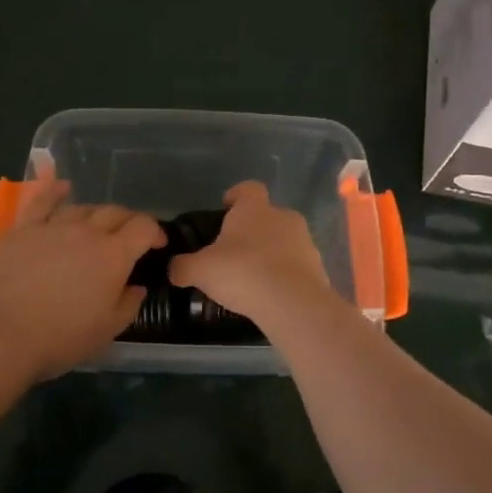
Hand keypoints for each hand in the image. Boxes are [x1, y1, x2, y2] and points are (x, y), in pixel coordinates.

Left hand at [0, 181, 163, 382]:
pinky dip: (55, 191)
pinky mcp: (22, 230)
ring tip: (98, 226)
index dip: (155, 232)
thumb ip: (128, 304)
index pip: (143, 228)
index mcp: (113, 255)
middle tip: (130, 236)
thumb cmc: (58, 338)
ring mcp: (52, 226)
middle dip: (129, 221)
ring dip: (97, 214)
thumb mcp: (106, 332)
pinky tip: (62, 187)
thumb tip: (136, 286)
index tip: (157, 244)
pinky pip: (42, 202)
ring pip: (83, 208)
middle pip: (115, 213)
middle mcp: (87, 232)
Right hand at [168, 181, 339, 335]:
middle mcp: (283, 217)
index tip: (225, 208)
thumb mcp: (201, 270)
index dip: (236, 196)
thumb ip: (183, 266)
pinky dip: (284, 275)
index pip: (248, 189)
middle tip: (234, 252)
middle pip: (266, 215)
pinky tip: (270, 294)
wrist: (293, 303)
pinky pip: (296, 265)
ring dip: (270, 253)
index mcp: (255, 209)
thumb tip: (173, 268)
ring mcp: (305, 241)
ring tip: (252, 278)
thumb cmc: (243, 272)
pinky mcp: (318, 267)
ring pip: (284, 240)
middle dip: (252, 230)